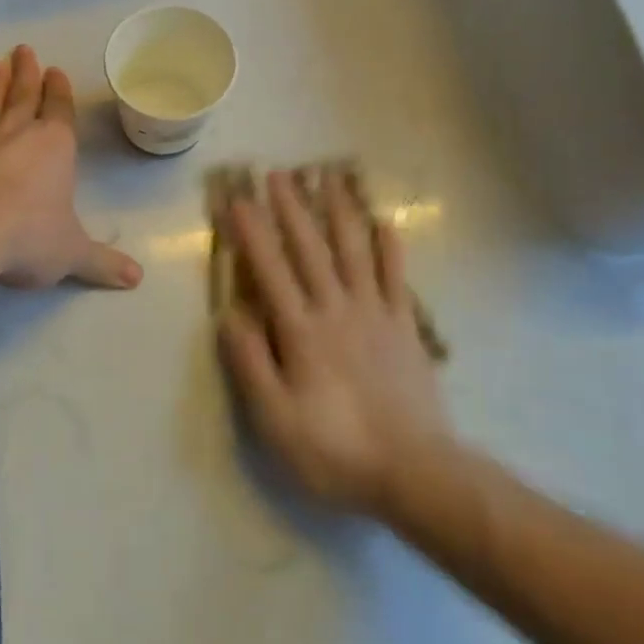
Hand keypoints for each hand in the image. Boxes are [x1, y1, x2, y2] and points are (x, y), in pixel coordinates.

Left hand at [0, 46, 141, 290]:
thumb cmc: (28, 235)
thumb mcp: (71, 253)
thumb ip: (101, 263)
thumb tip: (136, 279)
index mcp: (54, 147)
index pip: (59, 110)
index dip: (59, 92)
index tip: (55, 70)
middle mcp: (17, 134)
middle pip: (24, 95)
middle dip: (27, 73)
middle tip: (24, 49)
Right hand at [218, 170, 449, 517]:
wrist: (415, 471)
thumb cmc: (336, 449)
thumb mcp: (276, 420)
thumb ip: (251, 363)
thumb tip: (228, 314)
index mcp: (302, 330)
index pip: (270, 270)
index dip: (252, 233)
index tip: (238, 199)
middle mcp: (336, 309)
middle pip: (310, 249)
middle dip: (291, 208)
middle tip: (278, 172)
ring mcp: (375, 313)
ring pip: (353, 251)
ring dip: (338, 212)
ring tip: (329, 177)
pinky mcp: (404, 326)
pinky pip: (396, 278)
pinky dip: (391, 248)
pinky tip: (385, 222)